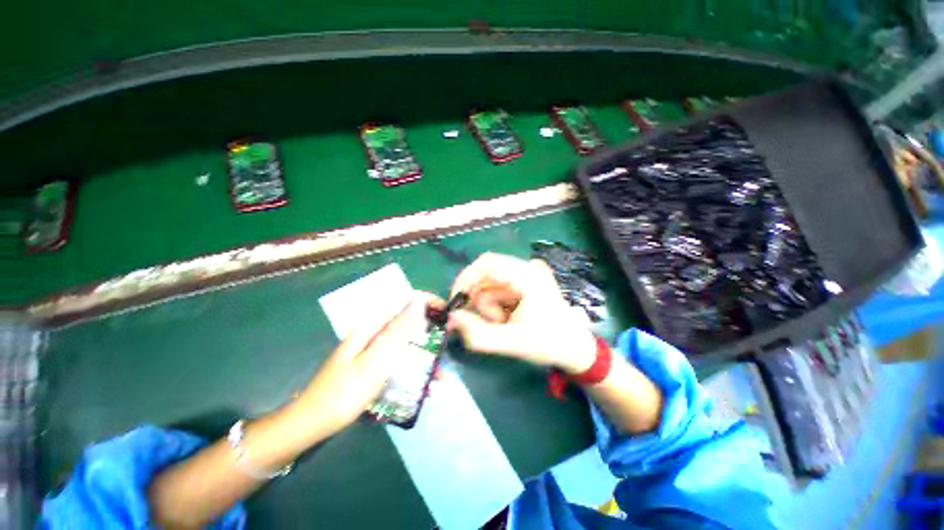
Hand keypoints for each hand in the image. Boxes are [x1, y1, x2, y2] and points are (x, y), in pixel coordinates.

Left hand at [296, 291, 442, 435]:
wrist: (311, 424)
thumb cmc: (343, 394)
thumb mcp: (374, 362)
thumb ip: (398, 332)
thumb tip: (418, 303)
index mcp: (372, 325)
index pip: (405, 301)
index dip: (428, 302)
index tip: (447, 313)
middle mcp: (374, 332)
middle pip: (409, 322)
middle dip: (430, 334)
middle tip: (445, 350)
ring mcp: (374, 349)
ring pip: (407, 343)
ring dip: (424, 357)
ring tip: (439, 376)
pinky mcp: (374, 364)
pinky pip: (399, 360)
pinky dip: (413, 369)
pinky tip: (423, 388)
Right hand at [447, 253, 595, 373]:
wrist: (575, 348)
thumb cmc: (550, 344)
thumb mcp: (513, 343)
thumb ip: (479, 334)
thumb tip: (452, 319)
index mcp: (528, 276)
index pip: (487, 263)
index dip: (466, 279)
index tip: (456, 302)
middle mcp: (526, 269)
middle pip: (486, 275)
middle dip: (479, 300)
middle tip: (485, 322)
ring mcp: (525, 275)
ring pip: (489, 285)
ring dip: (488, 306)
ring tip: (503, 324)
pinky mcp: (523, 283)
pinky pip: (496, 290)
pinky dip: (494, 306)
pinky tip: (507, 319)